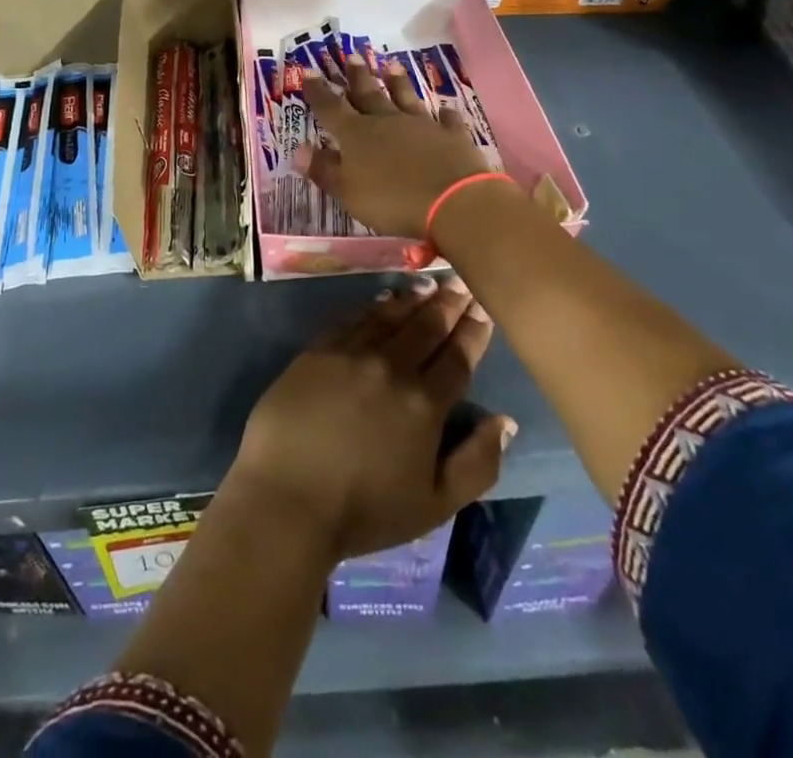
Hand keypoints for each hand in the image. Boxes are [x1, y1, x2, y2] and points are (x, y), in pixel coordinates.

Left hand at [228, 279, 515, 561]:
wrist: (287, 497)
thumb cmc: (365, 511)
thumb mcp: (436, 504)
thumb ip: (478, 463)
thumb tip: (505, 421)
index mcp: (425, 404)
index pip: (457, 358)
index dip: (473, 332)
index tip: (484, 307)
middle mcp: (391, 367)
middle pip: (426, 328)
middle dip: (447, 304)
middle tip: (460, 282)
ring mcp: (351, 354)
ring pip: (390, 317)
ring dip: (413, 299)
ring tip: (428, 284)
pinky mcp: (318, 351)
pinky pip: (353, 319)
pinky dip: (373, 307)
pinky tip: (383, 300)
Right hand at [297, 56, 489, 238]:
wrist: (453, 201)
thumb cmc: (392, 201)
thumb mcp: (348, 193)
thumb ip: (324, 171)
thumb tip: (298, 151)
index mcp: (357, 135)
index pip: (331, 108)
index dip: (318, 92)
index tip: (308, 72)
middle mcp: (387, 122)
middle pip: (369, 95)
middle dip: (358, 77)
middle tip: (353, 56)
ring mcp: (421, 126)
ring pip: (406, 99)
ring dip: (398, 83)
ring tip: (391, 65)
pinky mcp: (451, 137)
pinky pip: (446, 121)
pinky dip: (445, 115)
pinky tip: (446, 110)